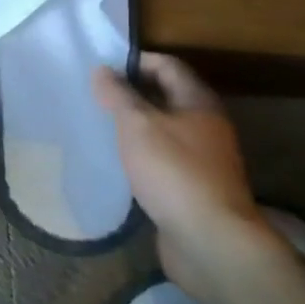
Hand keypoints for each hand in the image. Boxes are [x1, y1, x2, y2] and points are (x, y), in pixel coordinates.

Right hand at [93, 53, 277, 300]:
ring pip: (164, 131)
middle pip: (166, 97)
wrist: (210, 241)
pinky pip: (163, 160)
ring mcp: (202, 159)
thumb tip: (102, 69)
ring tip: (100, 127)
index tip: (101, 69)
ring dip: (135, 127)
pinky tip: (118, 163)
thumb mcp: (138, 125)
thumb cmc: (174, 172)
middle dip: (131, 94)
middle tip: (95, 97)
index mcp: (199, 102)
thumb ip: (118, 95)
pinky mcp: (193, 189)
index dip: (134, 61)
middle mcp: (206, 125)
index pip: (167, 65)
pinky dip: (141, 156)